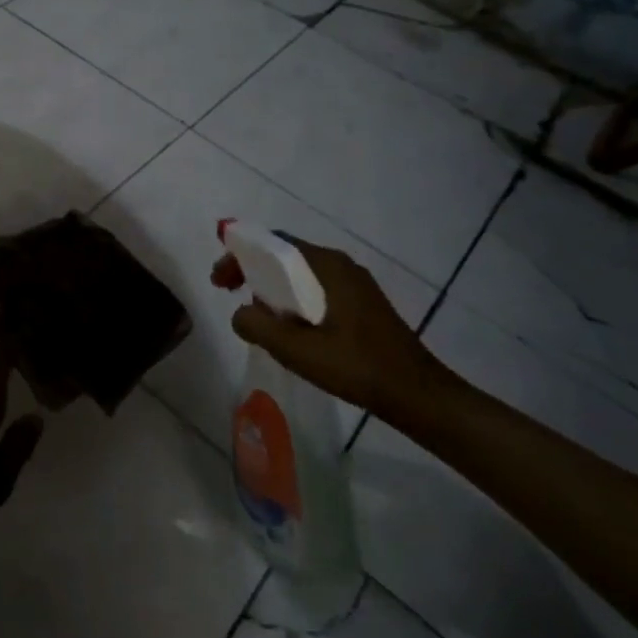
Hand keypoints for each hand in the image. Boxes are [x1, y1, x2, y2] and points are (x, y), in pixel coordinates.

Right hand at [212, 236, 450, 424]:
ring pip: (300, 274)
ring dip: (271, 287)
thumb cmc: (357, 367)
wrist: (418, 395)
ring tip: (254, 314)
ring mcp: (354, 284)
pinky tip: (287, 327)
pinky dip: (292, 298)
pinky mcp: (361, 304)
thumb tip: (240, 313)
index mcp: (327, 266)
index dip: (240, 256)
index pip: (273, 243)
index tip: (220, 281)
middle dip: (252, 270)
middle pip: (285, 255)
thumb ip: (259, 326)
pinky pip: (316, 289)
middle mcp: (341, 265)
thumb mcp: (298, 350)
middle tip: (228, 293)